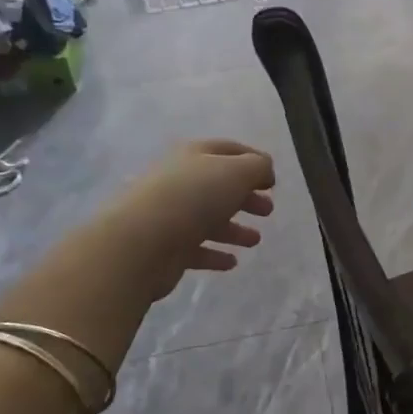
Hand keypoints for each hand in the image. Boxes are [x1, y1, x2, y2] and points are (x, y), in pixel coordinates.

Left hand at [110, 140, 276, 297]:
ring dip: (234, 229)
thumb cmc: (193, 197)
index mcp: (194, 155)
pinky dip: (214, 254)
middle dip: (245, 197)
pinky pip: (195, 249)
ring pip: (207, 219)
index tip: (272, 180)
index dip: (253, 161)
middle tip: (268, 210)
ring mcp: (169, 215)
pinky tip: (232, 262)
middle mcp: (179, 181)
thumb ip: (257, 167)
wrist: (140, 242)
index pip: (228, 151)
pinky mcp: (165, 248)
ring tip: (255, 240)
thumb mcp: (236, 172)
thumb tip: (264, 170)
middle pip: (218, 186)